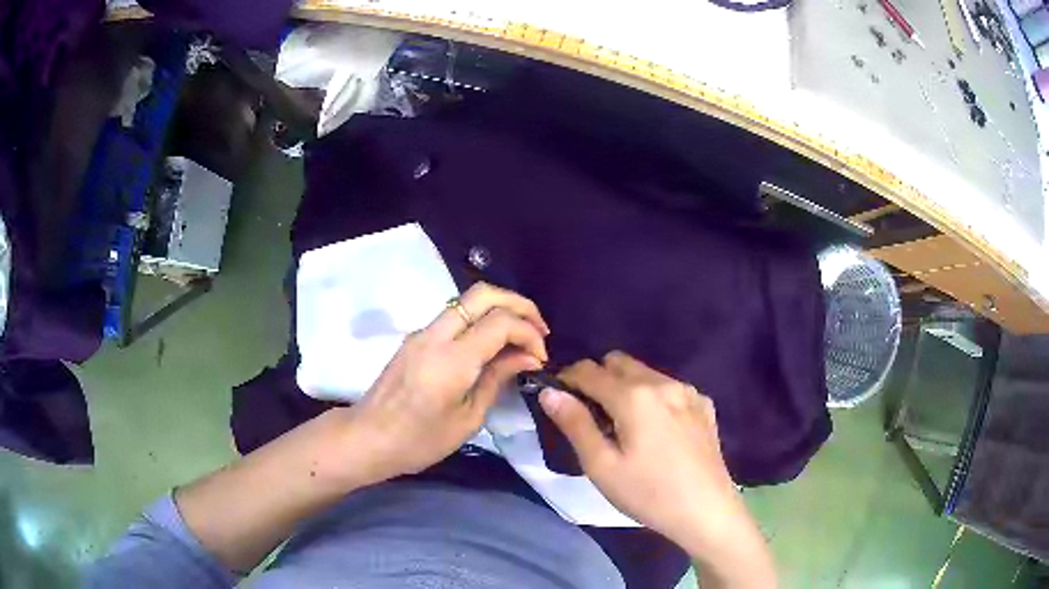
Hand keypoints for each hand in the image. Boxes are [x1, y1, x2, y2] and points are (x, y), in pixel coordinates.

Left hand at [348, 282, 549, 484]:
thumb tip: (528, 357)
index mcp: (452, 359)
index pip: (501, 322)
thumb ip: (497, 379)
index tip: (541, 358)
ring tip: (520, 337)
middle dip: (519, 305)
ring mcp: (422, 332)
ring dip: (499, 309)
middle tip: (539, 331)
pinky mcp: (415, 338)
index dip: (529, 333)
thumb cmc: (419, 440)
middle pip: (483, 293)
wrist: (367, 437)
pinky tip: (492, 344)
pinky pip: (454, 316)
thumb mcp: (468, 418)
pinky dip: (481, 320)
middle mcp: (436, 334)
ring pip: (467, 300)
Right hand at [541, 352, 775, 587]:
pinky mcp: (704, 405)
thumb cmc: (648, 494)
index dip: (567, 379)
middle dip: (597, 379)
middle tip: (591, 415)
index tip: (558, 398)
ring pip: (645, 373)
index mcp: (634, 396)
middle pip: (618, 362)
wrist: (706, 512)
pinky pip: (669, 388)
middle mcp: (663, 383)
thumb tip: (549, 392)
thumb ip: (575, 424)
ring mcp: (688, 392)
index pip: (588, 370)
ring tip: (624, 425)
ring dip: (626, 387)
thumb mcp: (601, 466)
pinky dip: (654, 398)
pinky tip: (658, 431)